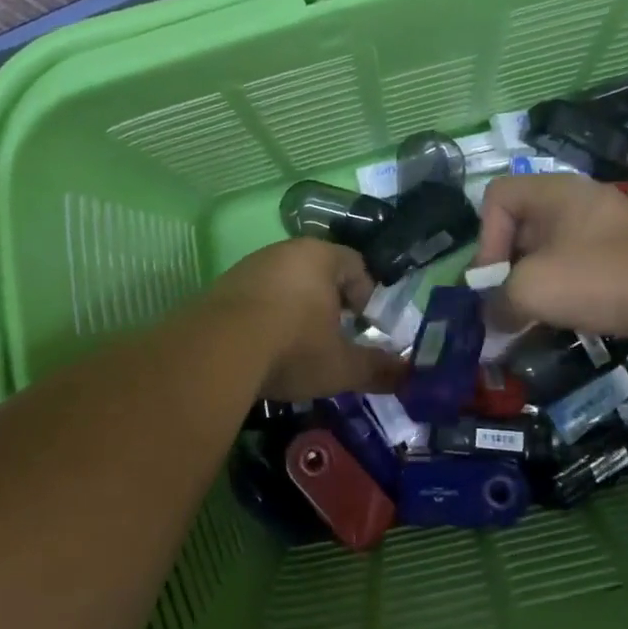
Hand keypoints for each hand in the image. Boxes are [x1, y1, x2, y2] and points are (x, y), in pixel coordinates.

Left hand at [204, 239, 405, 401]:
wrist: (217, 352)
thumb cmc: (293, 348)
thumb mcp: (342, 366)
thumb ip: (378, 369)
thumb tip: (411, 376)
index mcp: (320, 257)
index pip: (356, 265)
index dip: (367, 297)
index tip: (366, 327)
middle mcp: (284, 251)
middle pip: (318, 271)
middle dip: (330, 303)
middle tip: (335, 336)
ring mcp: (249, 266)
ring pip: (285, 283)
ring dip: (296, 309)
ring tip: (298, 346)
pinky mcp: (221, 287)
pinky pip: (255, 297)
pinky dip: (265, 316)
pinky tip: (264, 348)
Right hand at [475, 175, 627, 351]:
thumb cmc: (604, 277)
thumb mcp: (533, 289)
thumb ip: (497, 302)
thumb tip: (491, 320)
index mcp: (552, 192)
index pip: (495, 199)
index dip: (484, 239)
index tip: (495, 279)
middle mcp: (578, 201)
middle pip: (522, 229)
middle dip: (509, 271)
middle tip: (509, 308)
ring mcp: (608, 229)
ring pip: (552, 254)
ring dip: (538, 288)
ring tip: (537, 322)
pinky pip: (583, 270)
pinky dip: (570, 295)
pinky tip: (573, 322)